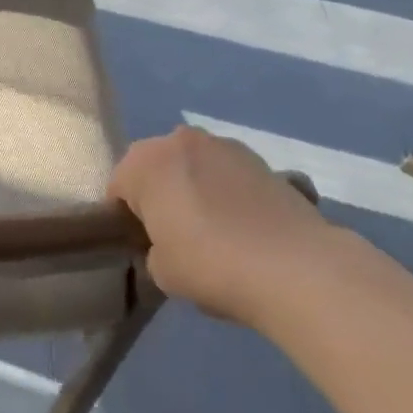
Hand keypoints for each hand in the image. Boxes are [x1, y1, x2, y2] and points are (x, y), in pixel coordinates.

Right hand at [110, 125, 334, 326]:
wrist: (294, 266)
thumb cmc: (210, 263)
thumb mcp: (161, 272)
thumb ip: (153, 250)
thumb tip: (166, 246)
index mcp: (144, 161)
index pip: (119, 189)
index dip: (127, 220)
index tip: (144, 247)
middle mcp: (179, 140)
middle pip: (157, 169)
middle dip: (162, 197)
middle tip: (177, 238)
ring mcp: (223, 145)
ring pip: (195, 168)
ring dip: (196, 190)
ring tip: (217, 233)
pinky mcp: (261, 159)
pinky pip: (229, 176)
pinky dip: (229, 194)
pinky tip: (245, 230)